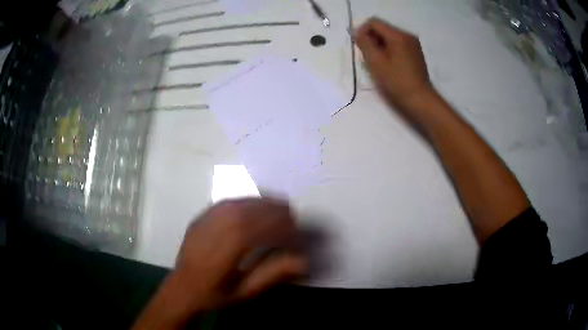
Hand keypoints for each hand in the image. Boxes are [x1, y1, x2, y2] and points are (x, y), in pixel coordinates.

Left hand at [133, 198, 306, 328]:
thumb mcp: (245, 292)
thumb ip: (273, 274)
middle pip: (249, 212)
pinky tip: (257, 205)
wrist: (183, 288)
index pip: (258, 231)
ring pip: (239, 203)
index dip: (282, 229)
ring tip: (281, 208)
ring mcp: (205, 221)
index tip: (297, 234)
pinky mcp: (202, 216)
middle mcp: (213, 231)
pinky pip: (228, 202)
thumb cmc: (215, 294)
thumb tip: (303, 260)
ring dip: (264, 203)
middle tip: (293, 219)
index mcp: (224, 253)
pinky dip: (247, 201)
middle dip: (276, 212)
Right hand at [356, 17, 433, 117]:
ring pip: (390, 37)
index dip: (362, 31)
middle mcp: (407, 36)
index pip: (374, 22)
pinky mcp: (416, 54)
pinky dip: (389, 50)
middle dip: (372, 39)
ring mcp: (413, 45)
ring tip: (378, 63)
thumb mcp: (375, 62)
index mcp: (398, 35)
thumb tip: (357, 32)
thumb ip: (364, 43)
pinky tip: (388, 65)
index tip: (359, 46)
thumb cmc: (396, 82)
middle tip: (368, 57)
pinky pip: (398, 45)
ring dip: (380, 45)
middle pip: (383, 29)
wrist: (420, 100)